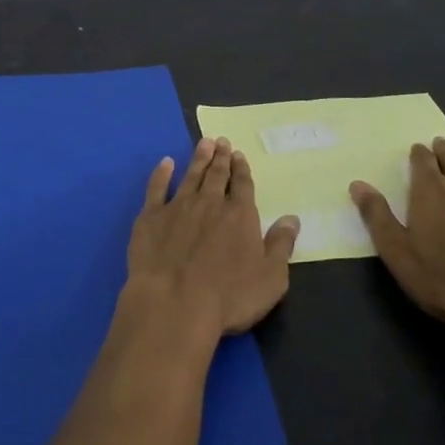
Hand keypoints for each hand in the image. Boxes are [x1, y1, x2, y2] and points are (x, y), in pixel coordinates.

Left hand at [126, 137, 300, 340]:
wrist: (174, 303)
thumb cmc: (229, 297)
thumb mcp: (271, 278)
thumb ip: (281, 245)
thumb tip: (292, 218)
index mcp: (240, 215)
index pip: (242, 185)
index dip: (241, 169)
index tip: (239, 154)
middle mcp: (210, 203)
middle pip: (217, 175)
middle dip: (221, 157)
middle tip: (221, 141)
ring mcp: (178, 207)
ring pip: (191, 175)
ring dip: (198, 158)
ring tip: (203, 143)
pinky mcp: (151, 217)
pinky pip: (157, 188)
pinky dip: (161, 173)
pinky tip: (165, 163)